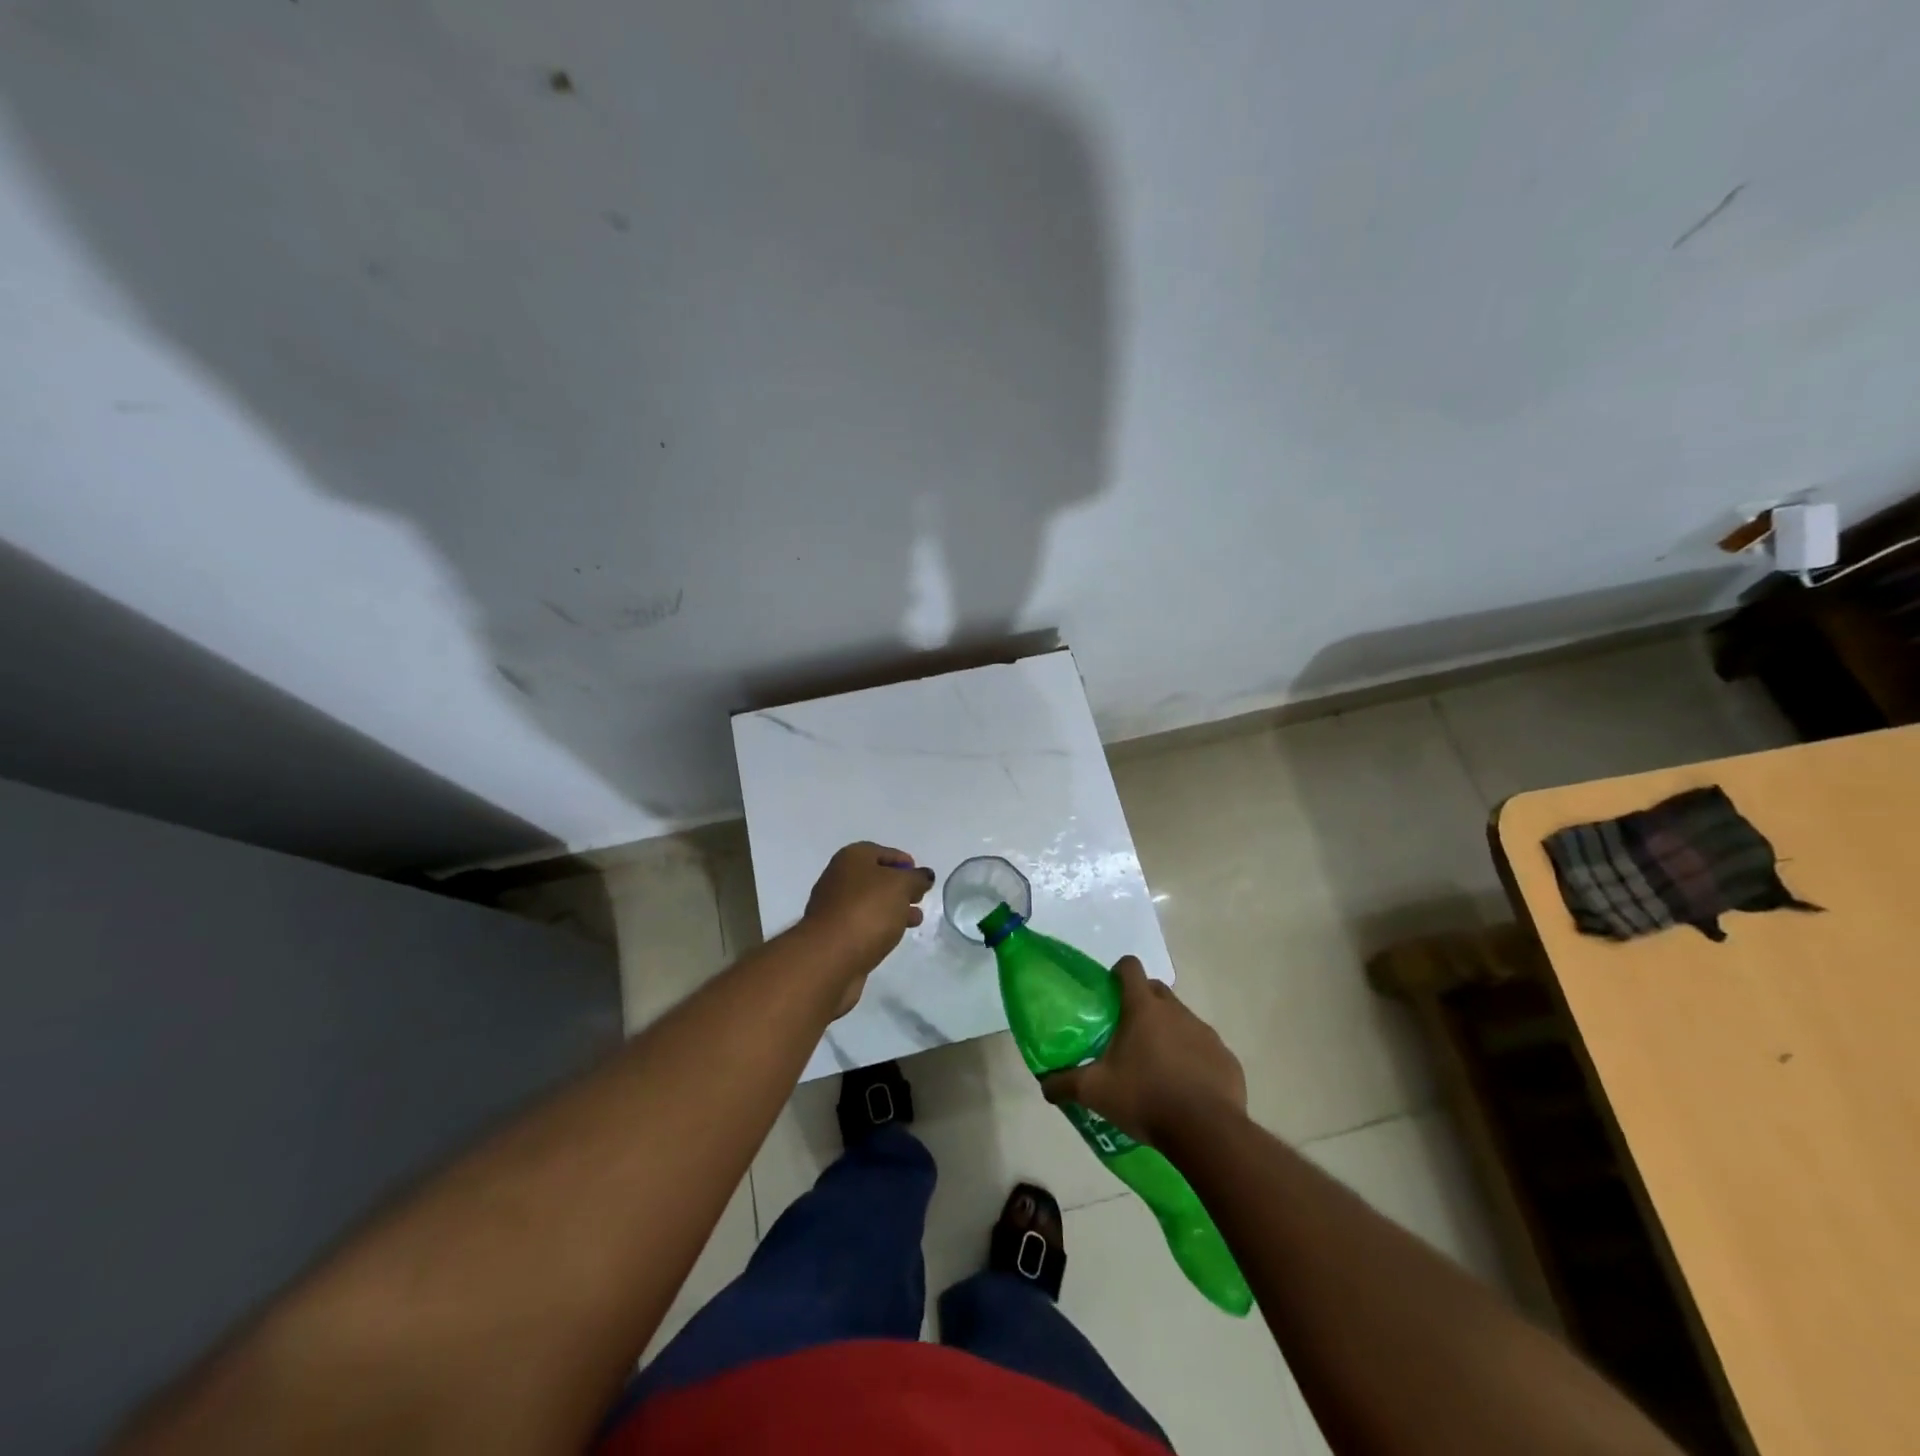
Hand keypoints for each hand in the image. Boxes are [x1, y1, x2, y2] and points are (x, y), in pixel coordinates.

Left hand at [802, 842, 933, 1014]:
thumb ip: (916, 878)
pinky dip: (879, 926)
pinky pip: (862, 923)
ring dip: (893, 909)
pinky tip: (893, 936)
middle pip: (875, 877)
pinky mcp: (834, 934)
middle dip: (900, 888)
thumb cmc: (868, 911)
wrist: (830, 957)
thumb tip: (924, 876)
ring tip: (915, 920)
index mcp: (851, 858)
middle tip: (919, 899)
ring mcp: (833, 907)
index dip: (904, 862)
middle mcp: (838, 877)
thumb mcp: (901, 886)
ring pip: (870, 902)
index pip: (882, 852)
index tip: (921, 878)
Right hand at [1040, 955, 1245, 1145]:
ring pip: (1182, 1020)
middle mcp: (1176, 1011)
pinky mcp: (1226, 1058)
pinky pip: (1205, 1049)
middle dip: (1143, 1001)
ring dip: (1169, 1032)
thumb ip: (1065, 1084)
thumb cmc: (1145, 1098)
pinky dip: (1194, 1059)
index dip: (1119, 972)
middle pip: (1157, 990)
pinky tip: (1185, 1087)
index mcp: (1143, 1008)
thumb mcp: (1095, 1092)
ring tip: (1156, 1065)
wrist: (1207, 1131)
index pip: (1130, 968)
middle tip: (1128, 1031)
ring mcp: (1205, 1033)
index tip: (1110, 990)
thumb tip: (1044, 1085)